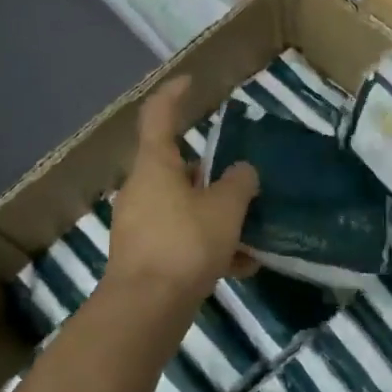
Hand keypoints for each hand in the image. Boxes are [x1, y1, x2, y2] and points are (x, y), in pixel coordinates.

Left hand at [104, 78, 258, 310]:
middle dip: (210, 173)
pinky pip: (181, 239)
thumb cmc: (185, 244)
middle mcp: (141, 189)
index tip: (191, 82)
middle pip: (177, 167)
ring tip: (252, 232)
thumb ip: (239, 183)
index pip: (159, 115)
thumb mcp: (225, 208)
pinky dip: (208, 246)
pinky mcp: (144, 256)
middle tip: (241, 180)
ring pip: (183, 207)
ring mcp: (139, 224)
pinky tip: (241, 267)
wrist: (146, 309)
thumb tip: (242, 171)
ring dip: (215, 215)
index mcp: (155, 165)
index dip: (174, 93)